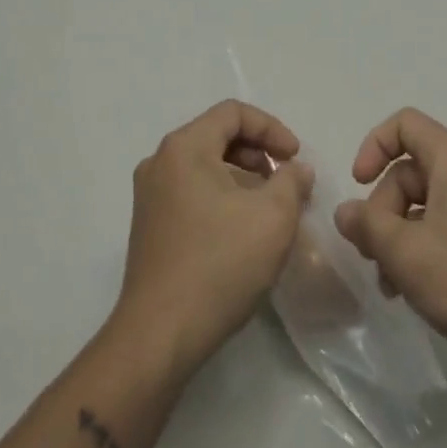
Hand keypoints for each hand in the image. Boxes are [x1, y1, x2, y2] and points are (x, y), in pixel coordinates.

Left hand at [113, 100, 313, 374]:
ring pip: (206, 167)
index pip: (233, 113)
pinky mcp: (150, 226)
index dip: (272, 128)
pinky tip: (244, 231)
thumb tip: (296, 169)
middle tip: (287, 183)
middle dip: (259, 154)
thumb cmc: (219, 264)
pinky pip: (193, 192)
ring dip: (243, 178)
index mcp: (184, 147)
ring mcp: (150, 196)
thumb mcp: (273, 217)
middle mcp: (160, 162)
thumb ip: (292, 181)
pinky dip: (223, 198)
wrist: (160, 334)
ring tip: (271, 209)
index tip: (296, 158)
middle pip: (217, 136)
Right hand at [334, 108, 446, 377]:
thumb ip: (367, 225)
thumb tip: (345, 211)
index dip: (373, 146)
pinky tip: (415, 292)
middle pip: (409, 172)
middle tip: (373, 256)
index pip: (404, 124)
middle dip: (382, 211)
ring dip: (399, 238)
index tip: (359, 186)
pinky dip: (423, 251)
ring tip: (391, 285)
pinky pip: (446, 229)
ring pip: (424, 206)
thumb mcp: (406, 252)